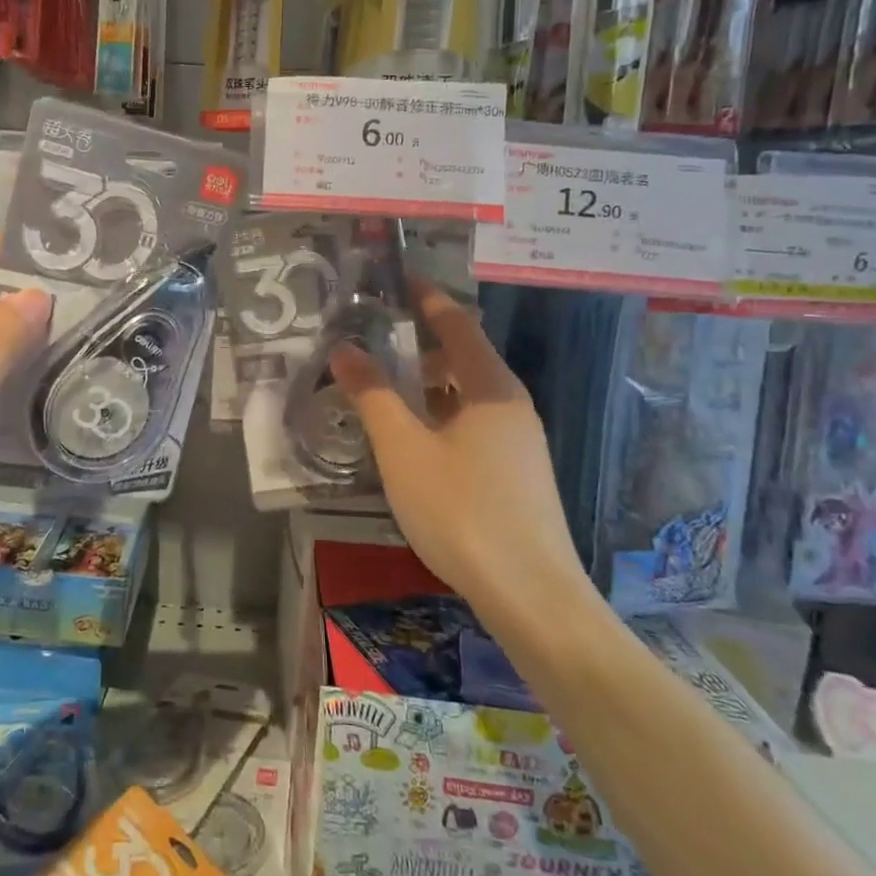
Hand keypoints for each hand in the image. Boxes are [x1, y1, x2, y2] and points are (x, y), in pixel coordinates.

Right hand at [331, 285, 588, 618]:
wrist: (531, 595)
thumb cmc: (461, 510)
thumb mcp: (403, 448)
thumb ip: (373, 394)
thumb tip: (344, 348)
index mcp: (491, 387)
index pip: (457, 325)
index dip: (428, 300)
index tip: (400, 280)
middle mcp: (512, 405)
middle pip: (464, 359)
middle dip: (420, 348)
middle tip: (374, 344)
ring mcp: (521, 442)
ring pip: (468, 397)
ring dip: (428, 388)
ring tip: (385, 394)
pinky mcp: (519, 474)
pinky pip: (474, 426)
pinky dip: (441, 418)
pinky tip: (415, 443)